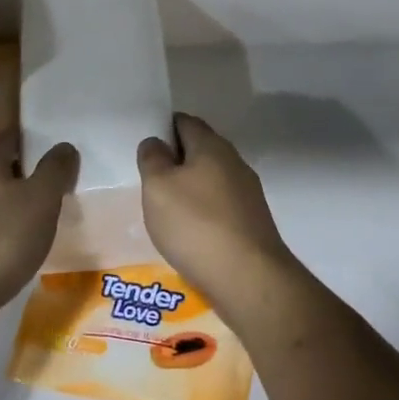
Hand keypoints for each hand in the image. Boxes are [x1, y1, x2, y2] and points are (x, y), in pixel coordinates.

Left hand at [0, 133, 77, 318]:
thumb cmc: (1, 241)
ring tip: (31, 225)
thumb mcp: (42, 201)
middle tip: (50, 195)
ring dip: (5, 206)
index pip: (11, 136)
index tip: (56, 160)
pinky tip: (5, 250)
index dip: (35, 143)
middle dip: (21, 177)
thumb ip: (55, 169)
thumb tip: (64, 147)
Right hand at [136, 115, 293, 303]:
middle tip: (150, 180)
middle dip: (177, 160)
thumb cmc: (196, 224)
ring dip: (190, 188)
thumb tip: (156, 142)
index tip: (146, 147)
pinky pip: (221, 206)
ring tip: (166, 210)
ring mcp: (248, 193)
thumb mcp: (158, 187)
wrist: (248, 277)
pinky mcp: (252, 222)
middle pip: (201, 150)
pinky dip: (204, 212)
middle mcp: (235, 163)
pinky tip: (190, 232)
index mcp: (212, 146)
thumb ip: (152, 159)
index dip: (163, 128)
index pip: (185, 122)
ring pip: (212, 179)